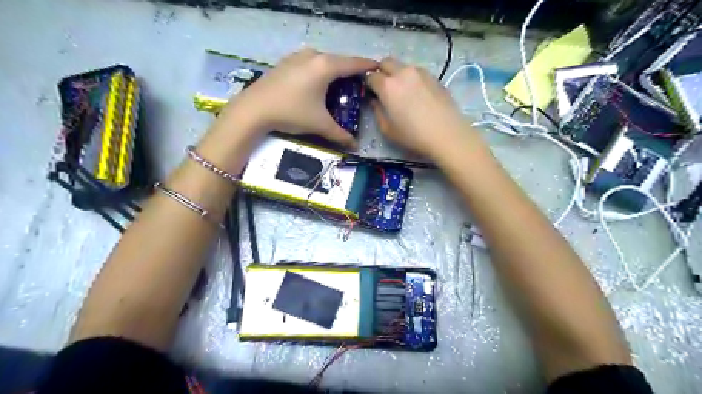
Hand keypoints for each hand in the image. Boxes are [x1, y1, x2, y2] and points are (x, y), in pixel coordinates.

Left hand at [217, 47, 377, 146]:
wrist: (254, 109)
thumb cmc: (292, 113)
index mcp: (325, 66)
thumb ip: (340, 135)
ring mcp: (297, 57)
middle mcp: (313, 56)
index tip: (379, 68)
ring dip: (333, 71)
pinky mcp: (286, 62)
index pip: (353, 64)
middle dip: (350, 71)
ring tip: (339, 85)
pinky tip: (317, 85)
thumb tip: (355, 146)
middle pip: (339, 61)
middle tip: (359, 84)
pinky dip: (319, 71)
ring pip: (323, 61)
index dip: (367, 66)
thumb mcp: (319, 125)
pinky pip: (310, 63)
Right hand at [365, 56, 479, 160]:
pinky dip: (412, 79)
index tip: (371, 93)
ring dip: (398, 74)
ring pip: (403, 66)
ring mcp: (421, 73)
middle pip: (386, 62)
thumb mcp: (387, 129)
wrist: (446, 134)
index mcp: (388, 86)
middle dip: (381, 71)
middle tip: (383, 88)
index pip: (371, 77)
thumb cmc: (413, 135)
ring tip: (402, 92)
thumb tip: (376, 101)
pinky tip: (417, 95)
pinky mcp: (434, 77)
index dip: (369, 84)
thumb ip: (377, 112)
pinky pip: (417, 73)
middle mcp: (403, 73)